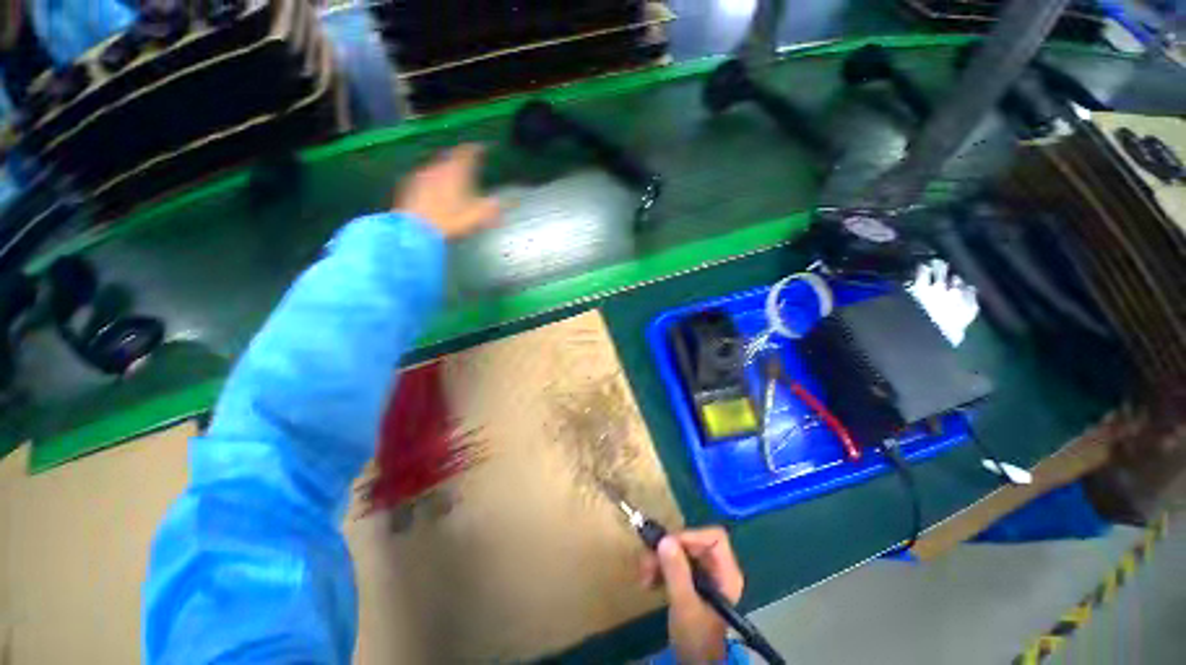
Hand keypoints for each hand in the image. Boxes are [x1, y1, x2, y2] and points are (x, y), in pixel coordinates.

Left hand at [394, 144, 500, 238]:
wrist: (415, 230)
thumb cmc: (449, 221)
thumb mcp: (476, 216)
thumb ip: (489, 208)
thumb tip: (498, 202)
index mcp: (455, 171)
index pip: (467, 153)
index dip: (476, 149)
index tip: (483, 149)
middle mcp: (438, 168)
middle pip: (450, 157)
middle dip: (459, 161)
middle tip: (468, 167)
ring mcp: (421, 175)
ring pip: (436, 167)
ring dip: (445, 171)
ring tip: (452, 180)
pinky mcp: (409, 186)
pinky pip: (424, 177)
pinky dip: (432, 181)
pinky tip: (434, 192)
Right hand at [640, 527, 744, 663]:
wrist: (694, 663)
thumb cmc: (696, 637)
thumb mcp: (685, 605)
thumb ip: (676, 572)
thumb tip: (665, 540)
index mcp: (726, 572)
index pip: (714, 538)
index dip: (691, 536)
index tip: (667, 547)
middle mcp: (717, 568)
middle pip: (693, 542)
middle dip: (668, 550)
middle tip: (647, 562)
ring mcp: (705, 574)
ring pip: (681, 550)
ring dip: (660, 559)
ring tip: (645, 575)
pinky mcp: (692, 580)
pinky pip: (675, 562)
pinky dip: (661, 567)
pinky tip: (649, 580)